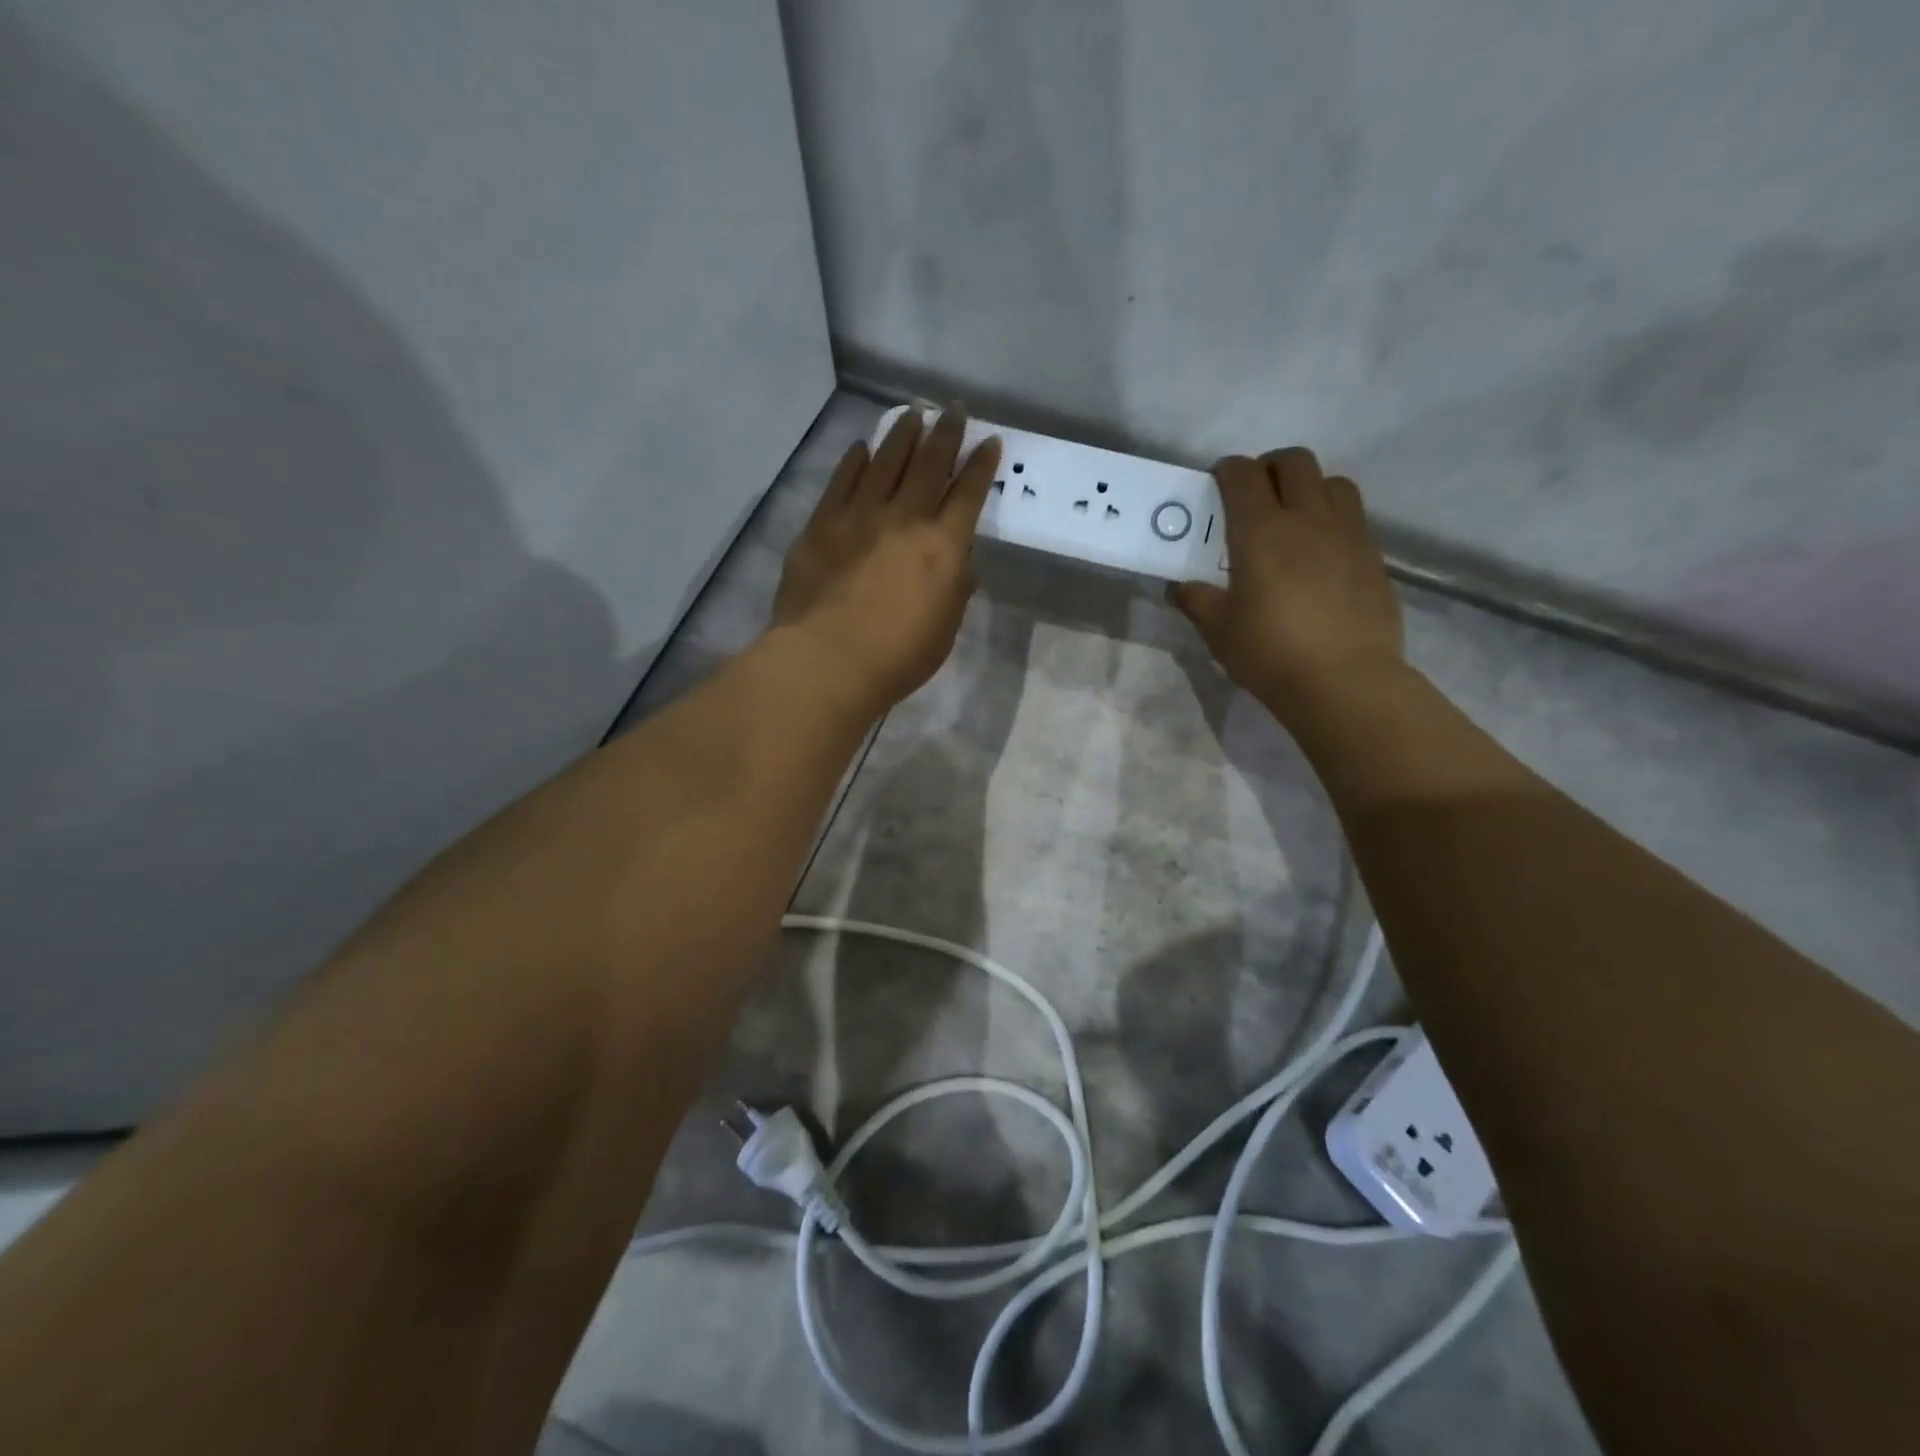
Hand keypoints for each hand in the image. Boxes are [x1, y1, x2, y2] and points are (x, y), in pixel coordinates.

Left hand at [771, 407, 1000, 712]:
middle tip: (955, 410)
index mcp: (942, 548)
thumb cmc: (896, 658)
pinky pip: (842, 481)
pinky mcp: (822, 524)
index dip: (981, 465)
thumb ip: (955, 590)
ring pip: (886, 462)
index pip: (968, 494)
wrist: (827, 660)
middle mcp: (904, 520)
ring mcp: (859, 516)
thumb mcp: (944, 630)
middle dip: (946, 435)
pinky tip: (862, 448)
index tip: (990, 441)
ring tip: (912, 415)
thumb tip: (960, 561)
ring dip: (902, 436)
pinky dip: (854, 461)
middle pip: (929, 465)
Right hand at [1169, 448, 1403, 723]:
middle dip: (1270, 468)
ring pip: (1333, 482)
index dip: (1227, 471)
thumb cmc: (1269, 652)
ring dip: (1309, 488)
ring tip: (1294, 520)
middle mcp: (1307, 518)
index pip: (1242, 474)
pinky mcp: (1373, 556)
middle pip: (1294, 461)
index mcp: (1261, 530)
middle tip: (1255, 496)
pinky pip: (1353, 518)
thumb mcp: (1218, 630)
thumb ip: (1196, 600)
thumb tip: (1179, 588)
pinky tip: (1320, 556)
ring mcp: (1347, 534)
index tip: (1217, 486)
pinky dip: (1333, 520)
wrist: (1343, 681)